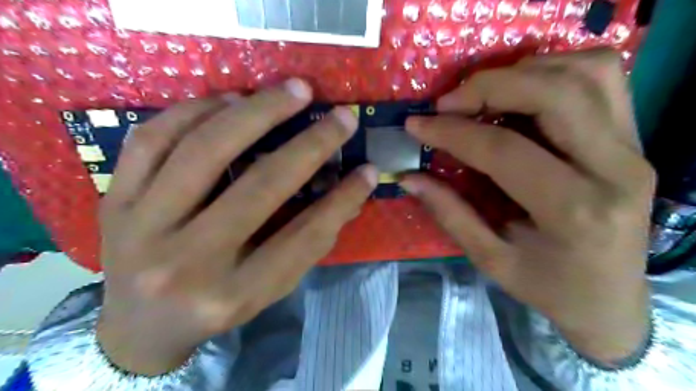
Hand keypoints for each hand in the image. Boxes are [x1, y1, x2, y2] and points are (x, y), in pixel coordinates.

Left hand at [94, 79, 377, 374]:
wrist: (139, 325)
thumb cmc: (216, 306)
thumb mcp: (269, 288)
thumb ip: (309, 243)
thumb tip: (350, 193)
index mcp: (232, 293)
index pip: (303, 236)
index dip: (342, 199)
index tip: (368, 170)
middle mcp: (186, 262)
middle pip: (259, 187)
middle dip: (310, 144)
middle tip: (339, 116)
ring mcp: (141, 227)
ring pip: (203, 150)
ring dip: (255, 111)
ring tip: (289, 91)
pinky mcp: (113, 200)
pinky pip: (152, 139)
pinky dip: (195, 110)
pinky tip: (229, 99)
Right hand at [403, 51, 652, 364]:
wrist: (611, 300)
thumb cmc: (548, 287)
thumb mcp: (490, 259)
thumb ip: (449, 212)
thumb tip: (408, 177)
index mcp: (574, 212)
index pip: (504, 150)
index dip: (452, 132)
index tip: (417, 124)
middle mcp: (615, 170)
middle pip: (554, 94)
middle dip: (489, 86)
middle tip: (448, 103)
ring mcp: (633, 148)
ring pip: (587, 72)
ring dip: (524, 71)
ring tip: (482, 94)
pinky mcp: (635, 139)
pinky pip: (602, 78)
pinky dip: (555, 70)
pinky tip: (522, 91)